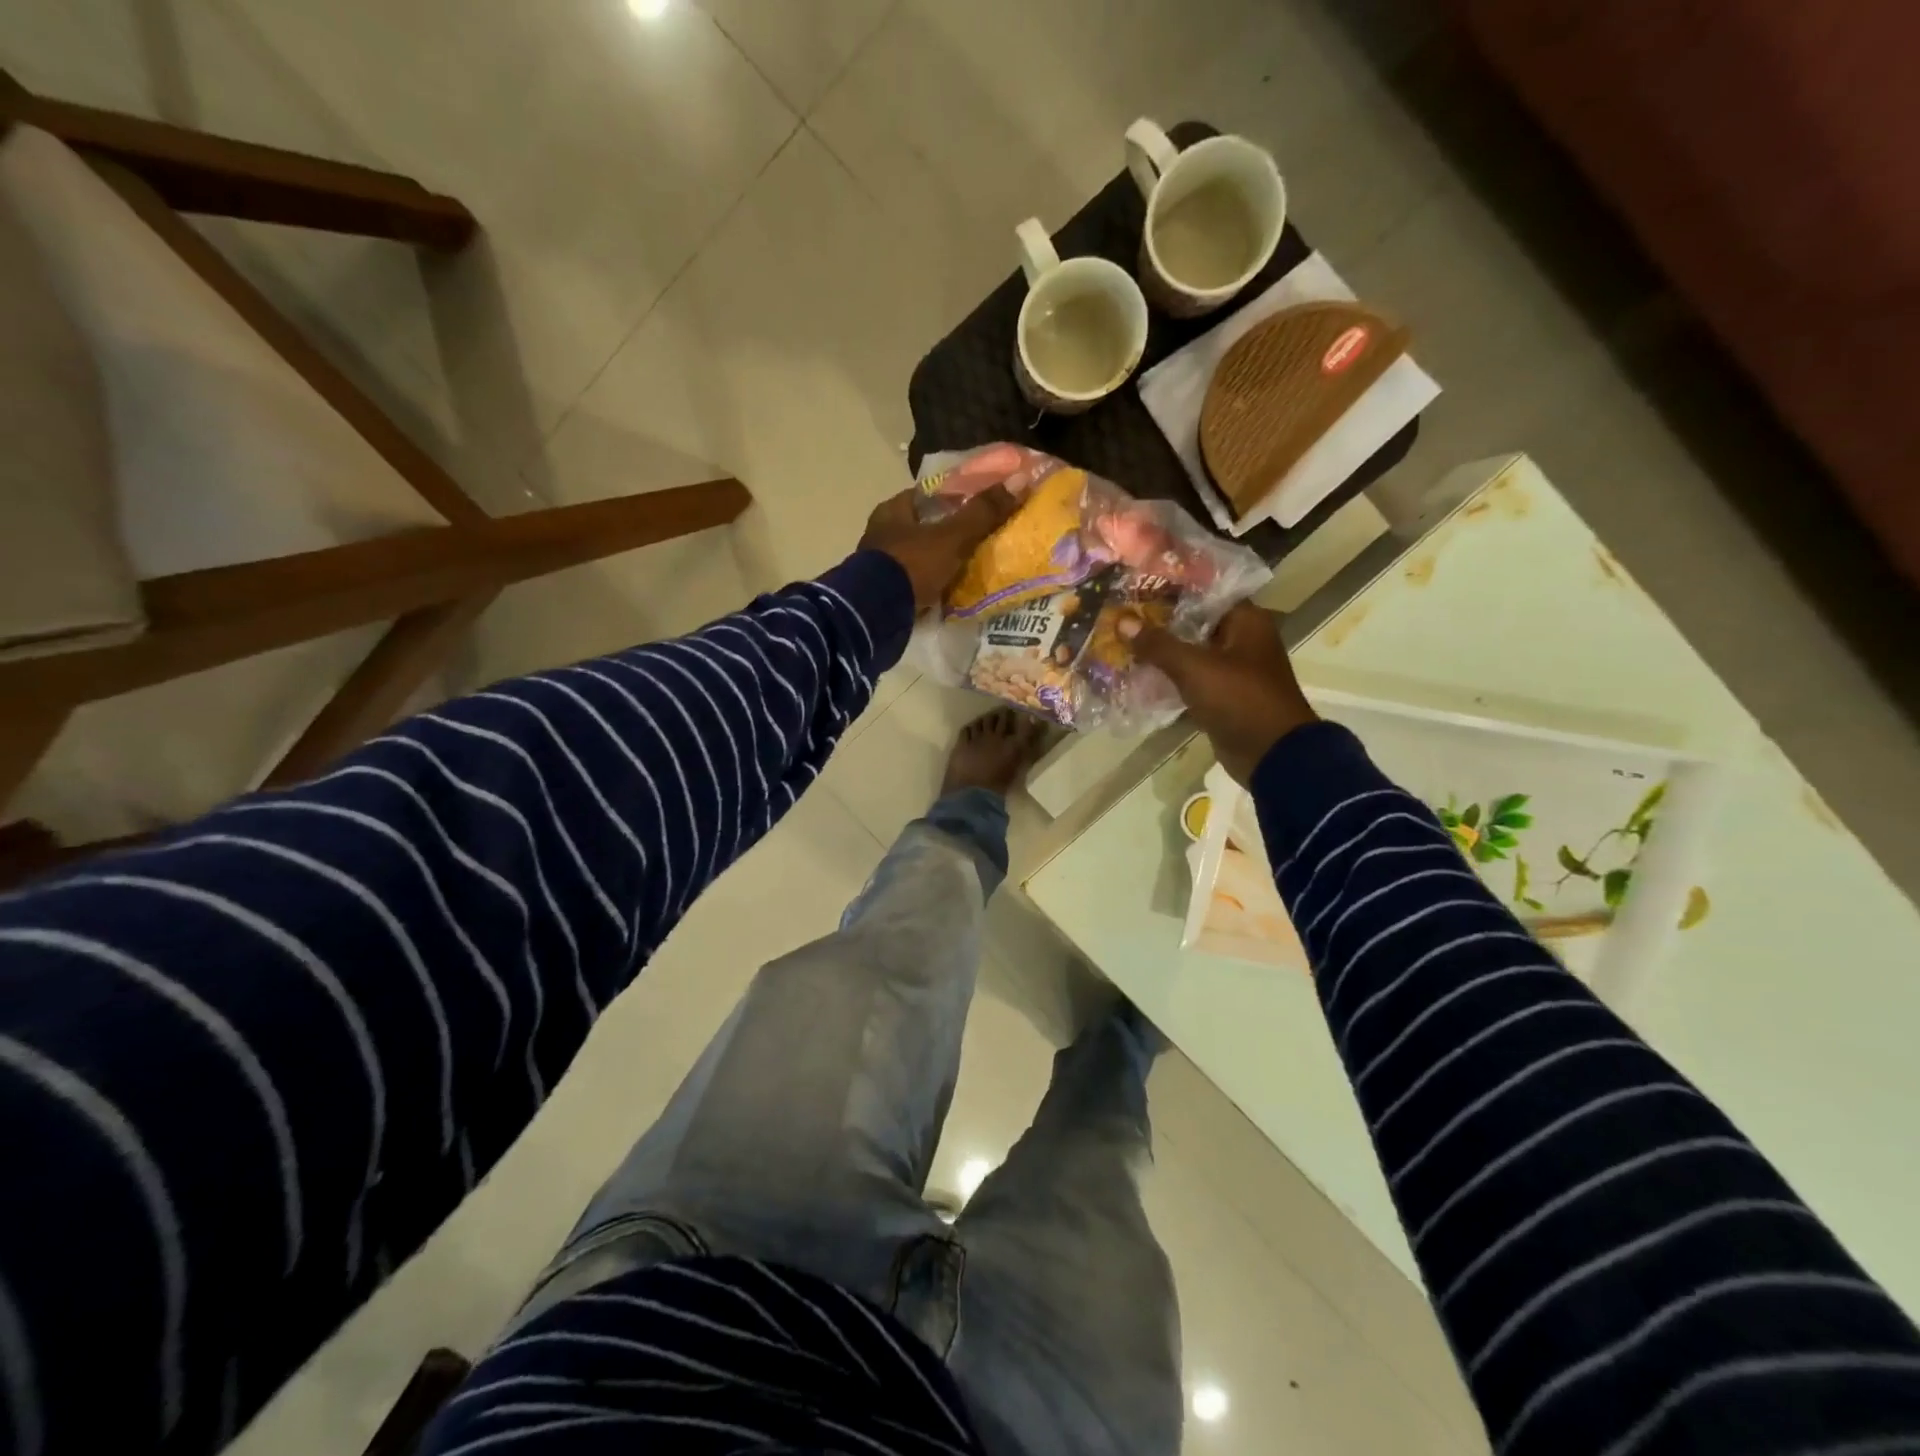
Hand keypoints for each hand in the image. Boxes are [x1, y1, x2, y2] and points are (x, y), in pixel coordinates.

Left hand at [859, 485, 1017, 610]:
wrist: (877, 613)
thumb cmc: (912, 564)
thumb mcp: (952, 537)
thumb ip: (982, 513)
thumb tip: (1020, 482)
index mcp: (892, 511)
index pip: (926, 495)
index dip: (953, 498)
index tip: (978, 505)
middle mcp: (881, 533)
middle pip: (922, 527)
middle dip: (946, 533)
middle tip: (978, 539)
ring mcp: (880, 565)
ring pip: (918, 556)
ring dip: (938, 561)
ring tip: (969, 567)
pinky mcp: (884, 593)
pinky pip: (914, 582)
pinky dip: (930, 584)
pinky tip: (950, 590)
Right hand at [1121, 602, 1317, 785]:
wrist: (1272, 755)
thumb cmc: (1240, 699)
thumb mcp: (1195, 668)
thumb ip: (1158, 644)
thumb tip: (1122, 621)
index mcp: (1246, 621)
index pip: (1204, 591)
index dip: (1170, 587)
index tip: (1135, 585)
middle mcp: (1242, 639)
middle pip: (1194, 621)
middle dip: (1158, 621)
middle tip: (1120, 614)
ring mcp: (1233, 669)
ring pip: (1190, 651)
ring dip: (1160, 650)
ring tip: (1122, 641)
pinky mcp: (1223, 696)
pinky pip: (1190, 679)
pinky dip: (1168, 676)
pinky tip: (1137, 674)